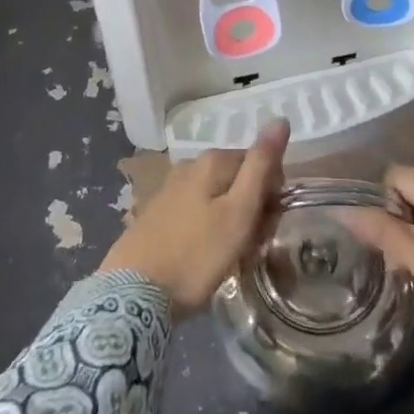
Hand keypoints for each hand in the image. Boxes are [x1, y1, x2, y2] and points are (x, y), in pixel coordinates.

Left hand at [99, 122, 289, 312]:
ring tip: (228, 256)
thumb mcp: (238, 213)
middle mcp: (191, 164)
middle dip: (251, 208)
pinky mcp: (157, 211)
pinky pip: (197, 210)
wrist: (133, 293)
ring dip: (231, 221)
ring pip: (218, 196)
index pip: (261, 164)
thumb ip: (260, 166)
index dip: (272, 195)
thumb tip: (280, 120)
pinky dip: (208, 228)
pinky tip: (203, 255)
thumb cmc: (196, 256)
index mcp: (213, 160)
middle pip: (238, 179)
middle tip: (249, 246)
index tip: (266, 228)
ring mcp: (171, 187)